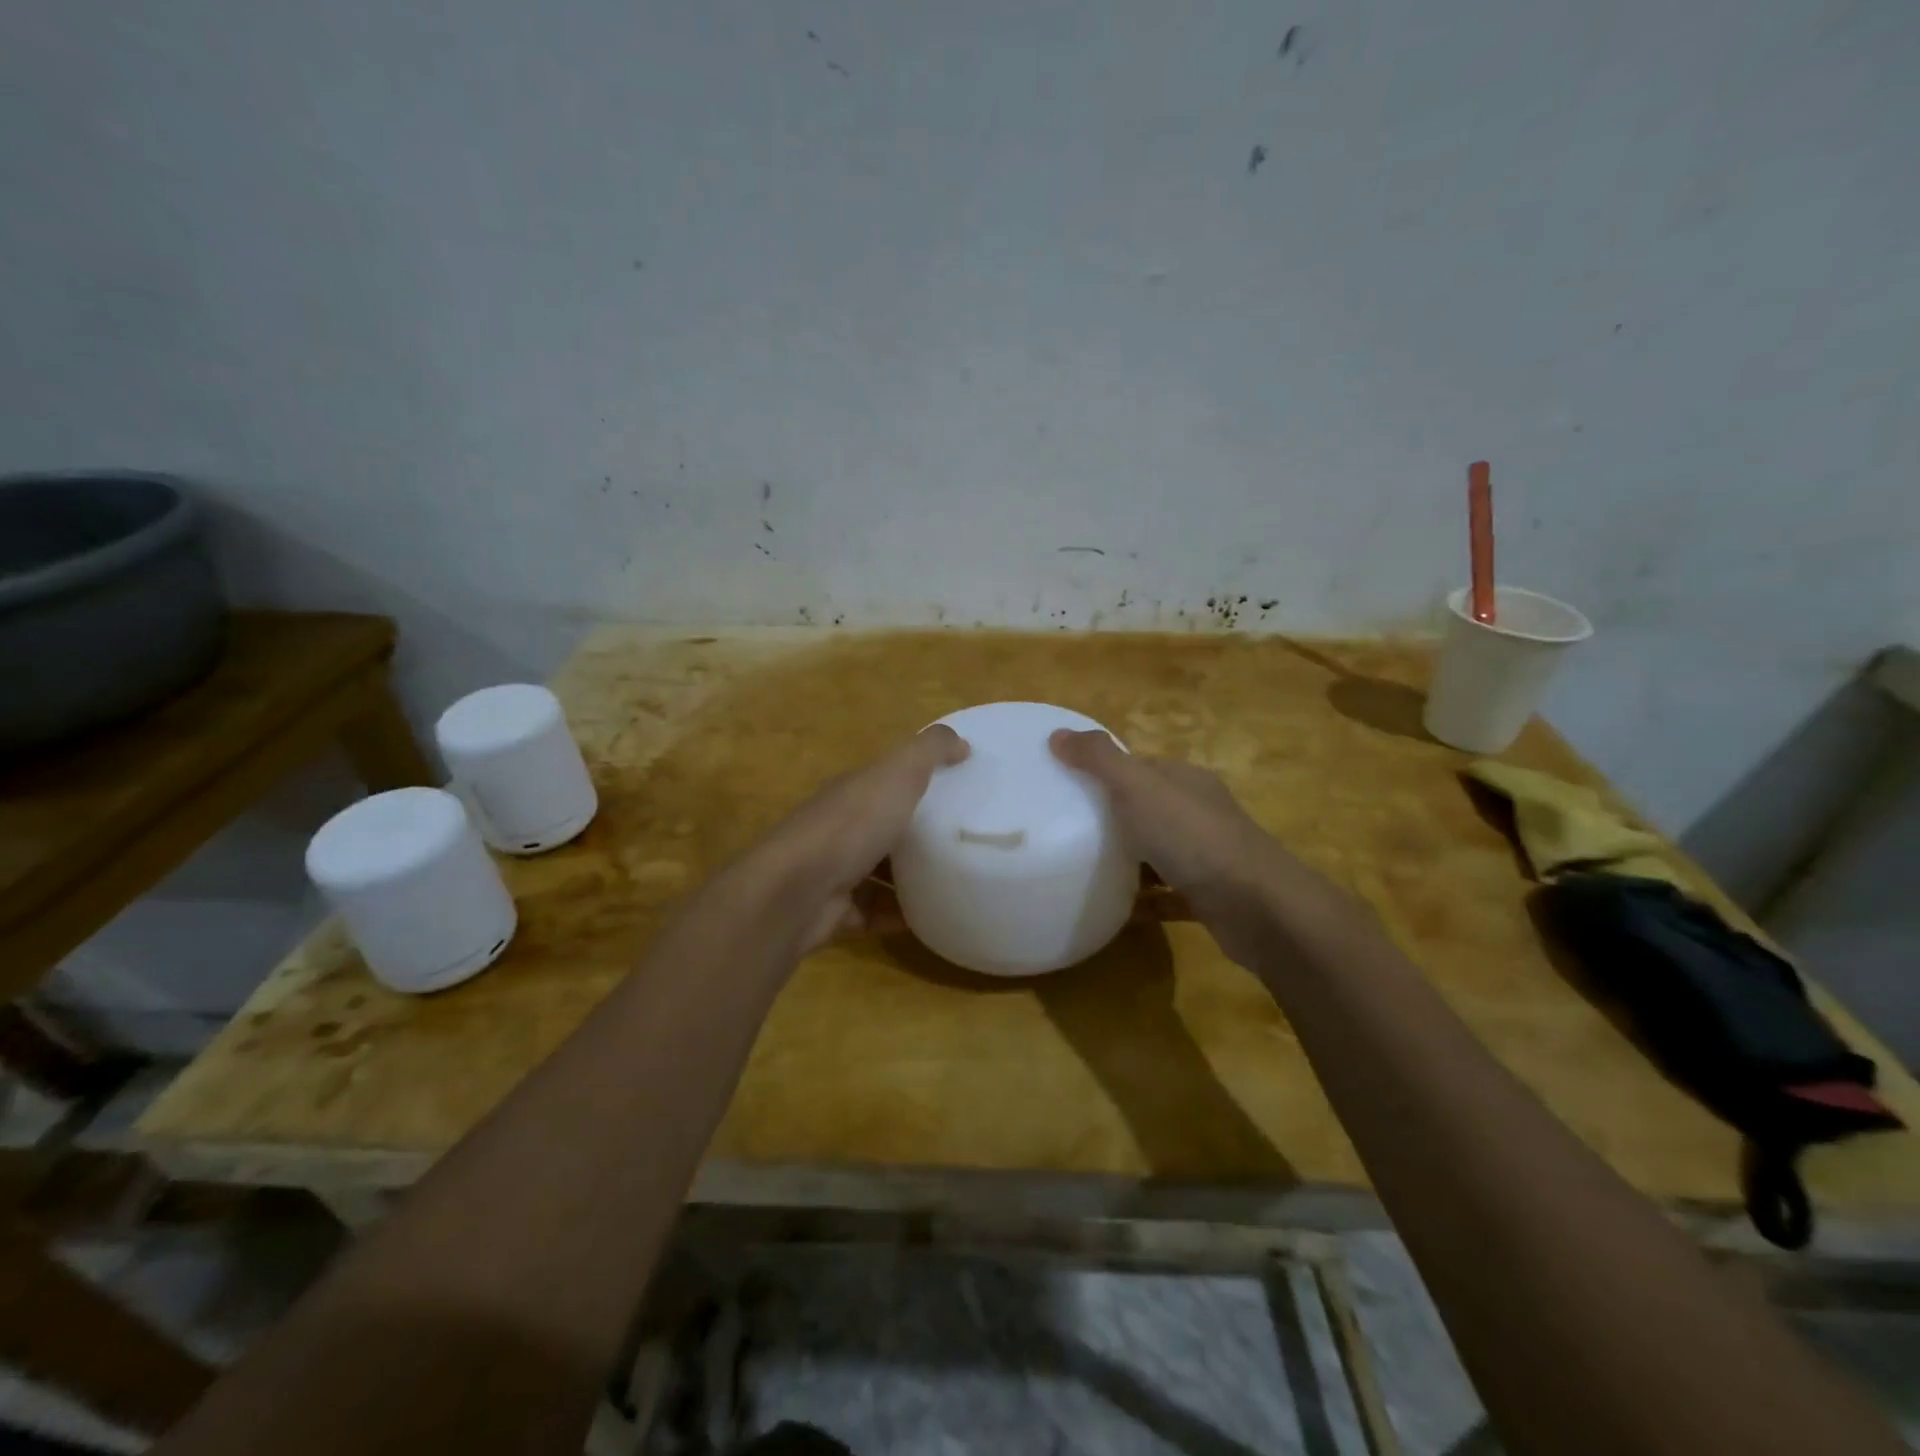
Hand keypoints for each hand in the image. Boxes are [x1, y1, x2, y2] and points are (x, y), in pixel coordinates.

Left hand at [739, 725, 968, 952]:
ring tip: (953, 882)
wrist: (795, 892)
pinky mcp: (835, 911)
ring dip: (909, 878)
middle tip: (963, 842)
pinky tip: (930, 919)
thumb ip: (929, 751)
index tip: (960, 791)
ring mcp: (834, 871)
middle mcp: (841, 828)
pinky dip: (899, 915)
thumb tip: (962, 743)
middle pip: (883, 827)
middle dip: (917, 833)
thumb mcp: (898, 774)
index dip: (920, 782)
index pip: (887, 781)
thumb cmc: (850, 826)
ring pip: (877, 872)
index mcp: (853, 792)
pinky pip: (873, 912)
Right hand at [1049, 729, 1330, 960]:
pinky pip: (1168, 895)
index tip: (1066, 786)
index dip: (1104, 772)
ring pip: (1159, 853)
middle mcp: (1200, 813)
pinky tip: (1117, 910)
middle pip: (1149, 809)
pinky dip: (1145, 901)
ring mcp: (1209, 857)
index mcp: (1185, 781)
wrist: (1259, 909)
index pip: (1140, 767)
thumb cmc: (1194, 838)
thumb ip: (1099, 760)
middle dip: (1112, 817)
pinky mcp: (1210, 897)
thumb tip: (1057, 734)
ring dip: (1129, 861)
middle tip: (1066, 831)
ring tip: (1084, 869)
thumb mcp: (1138, 788)